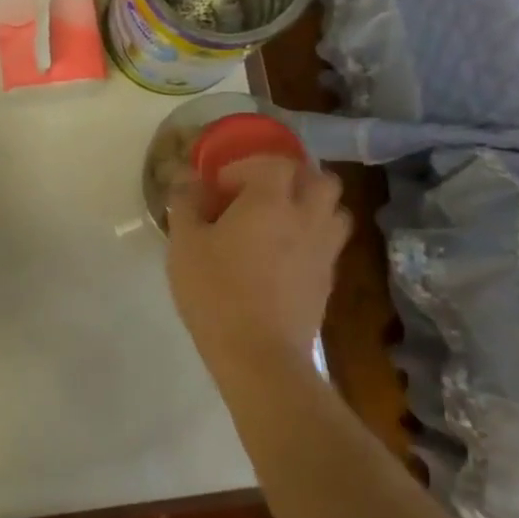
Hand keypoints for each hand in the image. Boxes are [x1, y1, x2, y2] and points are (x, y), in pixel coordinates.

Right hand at [166, 153, 350, 379]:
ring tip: (279, 221)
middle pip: (319, 178)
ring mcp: (324, 249)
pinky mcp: (328, 279)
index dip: (245, 167)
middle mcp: (307, 217)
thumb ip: (185, 204)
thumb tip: (187, 179)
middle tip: (260, 193)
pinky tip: (283, 256)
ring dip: (311, 205)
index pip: (273, 162)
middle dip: (292, 178)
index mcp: (270, 201)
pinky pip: (329, 242)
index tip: (219, 188)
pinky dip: (311, 236)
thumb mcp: (184, 245)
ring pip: (334, 209)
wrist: (259, 354)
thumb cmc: (215, 292)